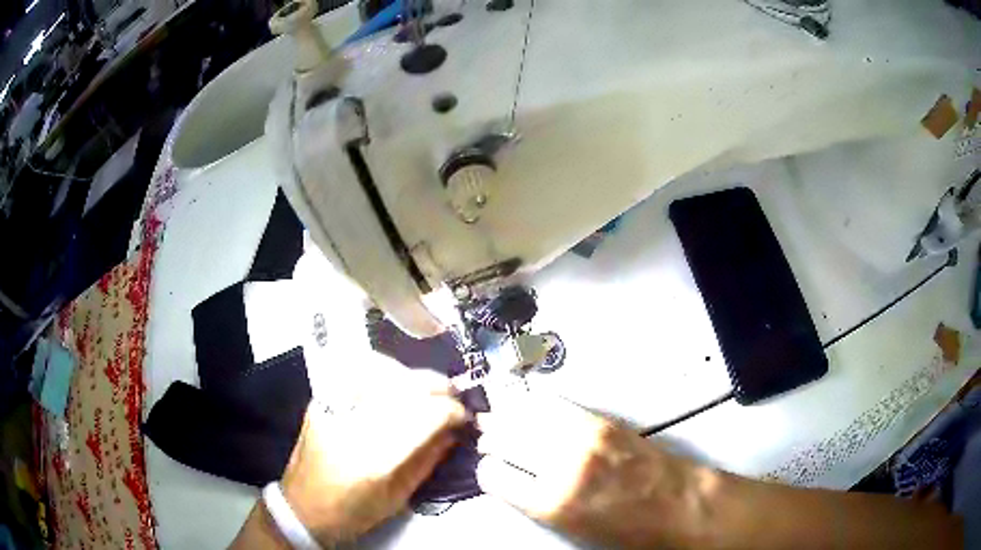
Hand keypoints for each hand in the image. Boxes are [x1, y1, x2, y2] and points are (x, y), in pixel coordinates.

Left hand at [280, 366, 466, 544]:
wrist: (301, 507)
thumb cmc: (352, 513)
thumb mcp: (398, 498)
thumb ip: (427, 461)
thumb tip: (454, 433)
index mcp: (373, 458)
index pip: (424, 416)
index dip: (452, 411)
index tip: (466, 416)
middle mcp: (351, 424)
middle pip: (404, 387)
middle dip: (437, 387)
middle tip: (454, 396)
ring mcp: (332, 406)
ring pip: (381, 371)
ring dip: (413, 376)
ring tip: (430, 387)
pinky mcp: (321, 400)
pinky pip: (357, 371)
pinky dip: (384, 370)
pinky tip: (398, 380)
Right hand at [476, 392, 704, 548]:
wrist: (677, 503)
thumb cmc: (625, 530)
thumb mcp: (570, 530)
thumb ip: (534, 502)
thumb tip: (510, 477)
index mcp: (551, 503)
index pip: (493, 475)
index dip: (487, 472)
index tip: (490, 470)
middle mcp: (561, 465)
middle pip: (504, 438)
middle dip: (491, 439)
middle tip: (489, 441)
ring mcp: (583, 437)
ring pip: (525, 414)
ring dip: (508, 417)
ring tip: (501, 419)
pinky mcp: (601, 420)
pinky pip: (555, 403)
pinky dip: (535, 405)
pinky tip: (529, 408)